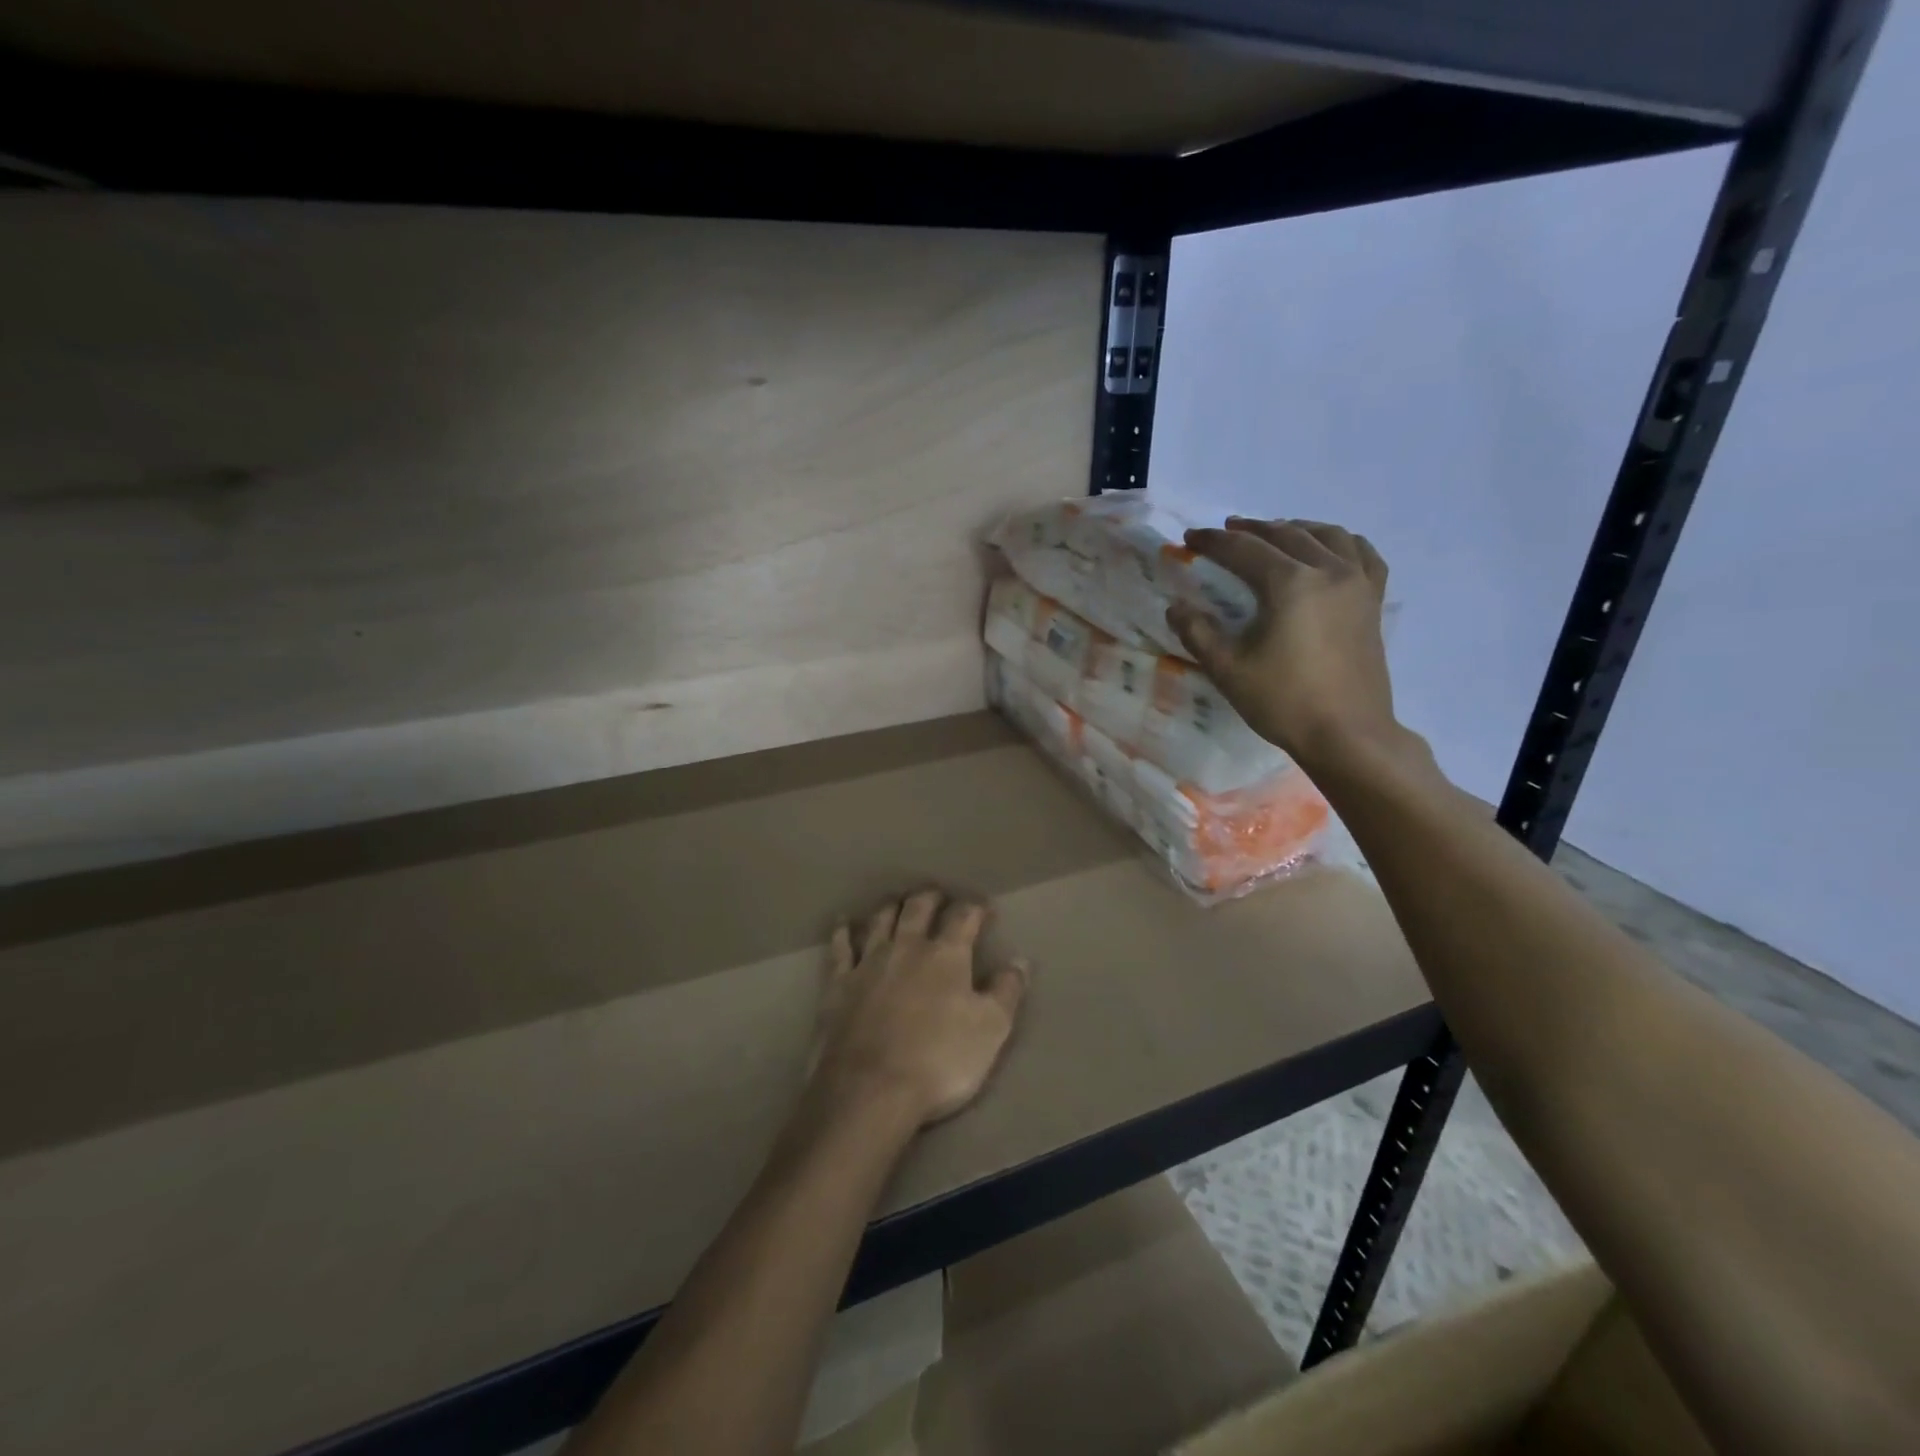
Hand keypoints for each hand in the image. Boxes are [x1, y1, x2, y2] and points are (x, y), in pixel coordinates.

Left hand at [810, 889, 1028, 1127]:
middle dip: (931, 898)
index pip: (964, 917)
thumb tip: (1020, 961)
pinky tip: (843, 923)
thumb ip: (1007, 992)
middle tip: (938, 896)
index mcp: (946, 956)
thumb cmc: (939, 1061)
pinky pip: (840, 948)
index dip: (976, 908)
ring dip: (892, 907)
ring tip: (898, 903)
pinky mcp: (838, 984)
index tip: (984, 908)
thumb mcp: (991, 1030)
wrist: (870, 1090)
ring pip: (880, 920)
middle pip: (918, 908)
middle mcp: (906, 947)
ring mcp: (868, 963)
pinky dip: (842, 931)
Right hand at [1166, 518, 1398, 770]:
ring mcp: (1357, 584)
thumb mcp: (1227, 669)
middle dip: (1250, 529)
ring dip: (1294, 528)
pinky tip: (1330, 548)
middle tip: (1224, 530)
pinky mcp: (1373, 602)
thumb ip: (1197, 632)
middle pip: (1285, 535)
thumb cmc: (1283, 702)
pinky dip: (1342, 542)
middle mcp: (1328, 571)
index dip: (1213, 542)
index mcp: (1290, 583)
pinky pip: (1363, 554)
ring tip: (1274, 532)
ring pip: (1327, 536)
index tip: (1190, 537)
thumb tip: (1176, 607)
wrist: (1347, 734)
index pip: (1244, 549)